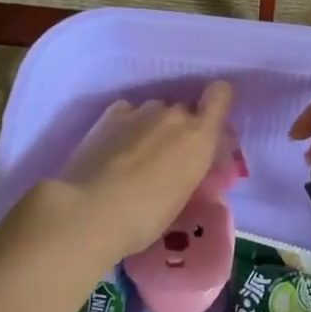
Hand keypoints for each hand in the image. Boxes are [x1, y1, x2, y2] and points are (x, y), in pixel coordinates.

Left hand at [52, 82, 234, 260]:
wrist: (89, 211)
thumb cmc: (145, 217)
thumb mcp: (183, 197)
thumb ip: (192, 169)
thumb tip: (187, 164)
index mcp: (200, 136)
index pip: (221, 94)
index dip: (218, 103)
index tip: (210, 126)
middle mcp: (175, 114)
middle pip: (185, 109)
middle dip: (182, 128)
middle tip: (169, 158)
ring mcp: (141, 111)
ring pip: (156, 111)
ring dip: (153, 127)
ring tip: (136, 157)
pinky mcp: (110, 114)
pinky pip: (129, 112)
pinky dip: (127, 125)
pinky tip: (115, 148)